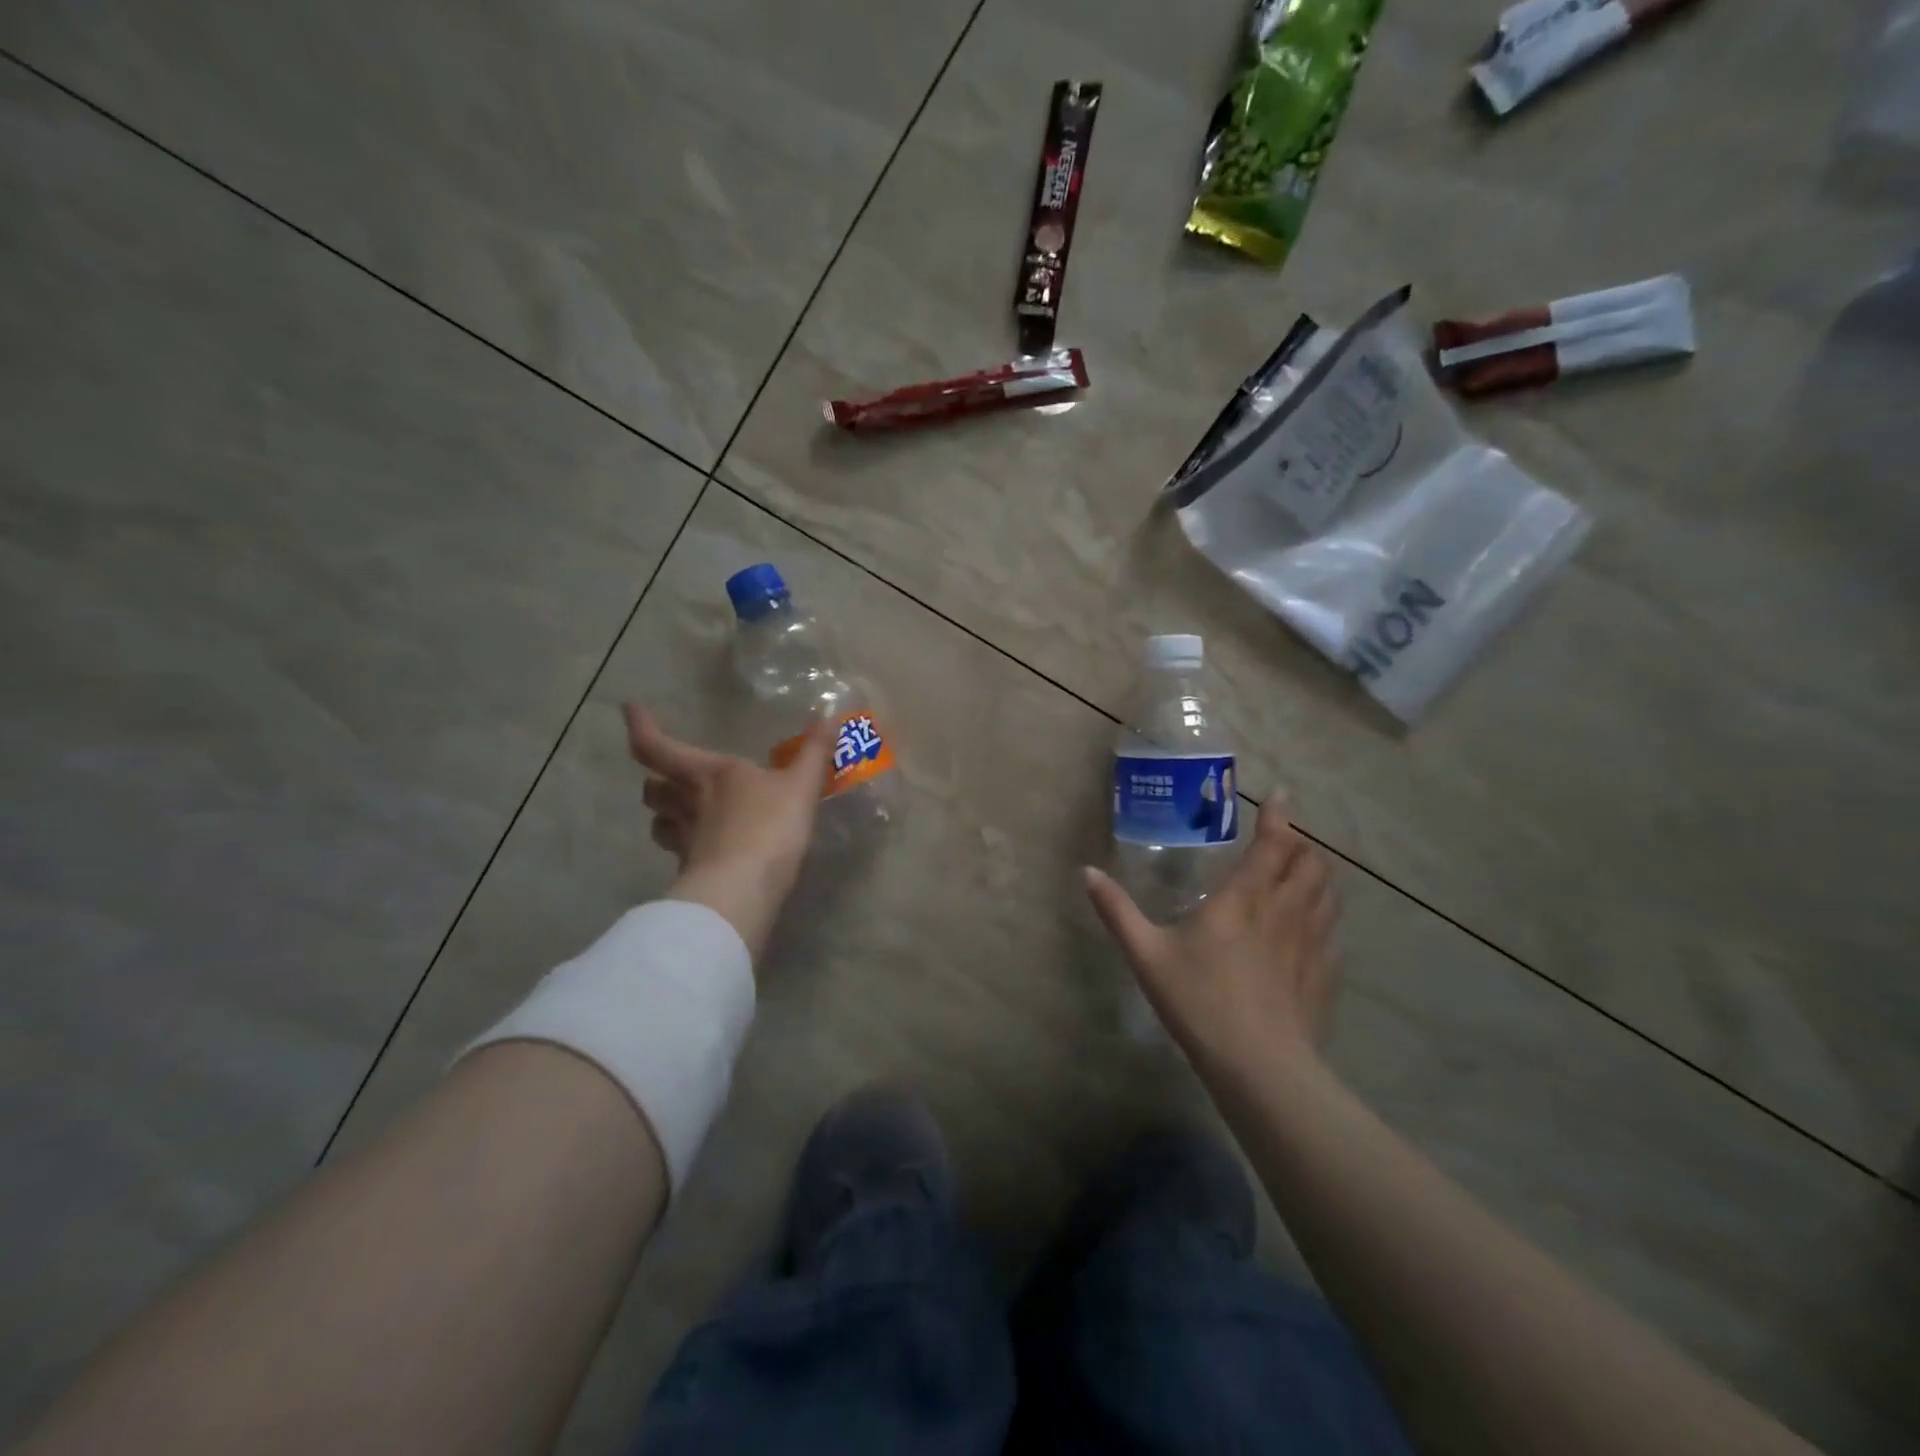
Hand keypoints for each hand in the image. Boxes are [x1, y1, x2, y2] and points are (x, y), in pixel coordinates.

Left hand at [623, 705, 833, 961]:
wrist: (743, 890)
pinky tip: (706, 852)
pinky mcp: (692, 872)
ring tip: (680, 814)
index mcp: (709, 774)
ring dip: (665, 816)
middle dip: (655, 781)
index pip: (657, 747)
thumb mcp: (801, 786)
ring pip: (660, 824)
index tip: (629, 709)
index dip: (641, 727)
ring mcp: (685, 841)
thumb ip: (815, 752)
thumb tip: (831, 713)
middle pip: (653, 789)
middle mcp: (689, 803)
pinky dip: (688, 850)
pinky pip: (681, 855)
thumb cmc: (770, 826)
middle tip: (664, 776)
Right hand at [1084, 802, 1339, 1070]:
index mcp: (1243, 900)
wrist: (1258, 1066)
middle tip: (1286, 840)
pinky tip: (1314, 927)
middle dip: (1303, 844)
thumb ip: (1117, 911)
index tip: (1281, 797)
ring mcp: (1311, 944)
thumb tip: (1087, 872)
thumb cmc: (1198, 1001)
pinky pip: (1334, 932)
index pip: (1272, 845)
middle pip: (1311, 864)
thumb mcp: (1146, 954)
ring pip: (1328, 894)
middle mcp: (1284, 911)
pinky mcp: (1325, 975)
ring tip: (1306, 872)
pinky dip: (1326, 916)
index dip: (1278, 817)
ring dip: (1319, 875)